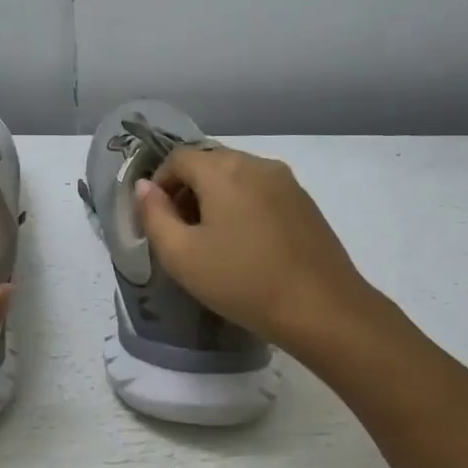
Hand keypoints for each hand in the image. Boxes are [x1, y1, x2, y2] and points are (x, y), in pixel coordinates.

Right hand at [134, 145, 382, 353]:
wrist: (322, 309)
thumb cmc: (242, 281)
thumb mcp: (181, 255)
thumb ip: (154, 215)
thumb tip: (145, 187)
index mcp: (224, 170)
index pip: (178, 158)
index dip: (159, 184)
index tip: (156, 219)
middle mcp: (257, 163)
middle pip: (209, 162)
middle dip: (186, 190)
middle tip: (180, 231)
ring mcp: (287, 181)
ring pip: (237, 176)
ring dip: (215, 198)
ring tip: (211, 240)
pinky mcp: (305, 202)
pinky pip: (260, 191)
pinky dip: (242, 206)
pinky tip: (244, 244)